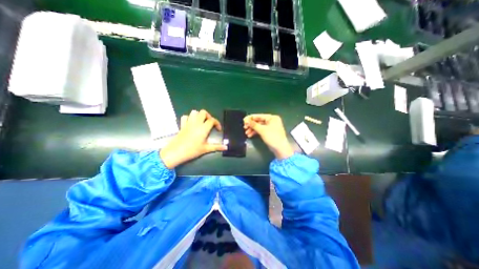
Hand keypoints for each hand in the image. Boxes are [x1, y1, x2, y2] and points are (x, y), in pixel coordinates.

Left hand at [159, 109, 226, 167]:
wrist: (176, 152)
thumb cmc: (192, 150)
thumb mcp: (206, 149)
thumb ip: (217, 147)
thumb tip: (226, 147)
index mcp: (203, 128)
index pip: (212, 120)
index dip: (217, 123)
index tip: (218, 130)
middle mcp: (196, 123)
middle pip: (203, 112)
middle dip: (208, 116)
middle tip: (210, 124)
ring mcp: (188, 123)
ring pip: (194, 112)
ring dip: (199, 115)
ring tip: (201, 122)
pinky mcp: (182, 125)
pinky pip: (185, 117)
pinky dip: (189, 118)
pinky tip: (191, 124)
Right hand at [245, 113, 293, 159]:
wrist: (280, 149)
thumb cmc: (273, 137)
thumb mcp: (262, 130)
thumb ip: (253, 124)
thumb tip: (246, 120)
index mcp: (272, 118)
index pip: (259, 116)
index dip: (250, 118)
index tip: (243, 120)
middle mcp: (271, 121)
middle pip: (259, 121)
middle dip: (251, 125)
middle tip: (244, 127)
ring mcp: (270, 127)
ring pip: (259, 126)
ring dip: (252, 129)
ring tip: (246, 133)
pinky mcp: (269, 133)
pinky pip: (261, 130)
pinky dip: (255, 132)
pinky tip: (250, 135)